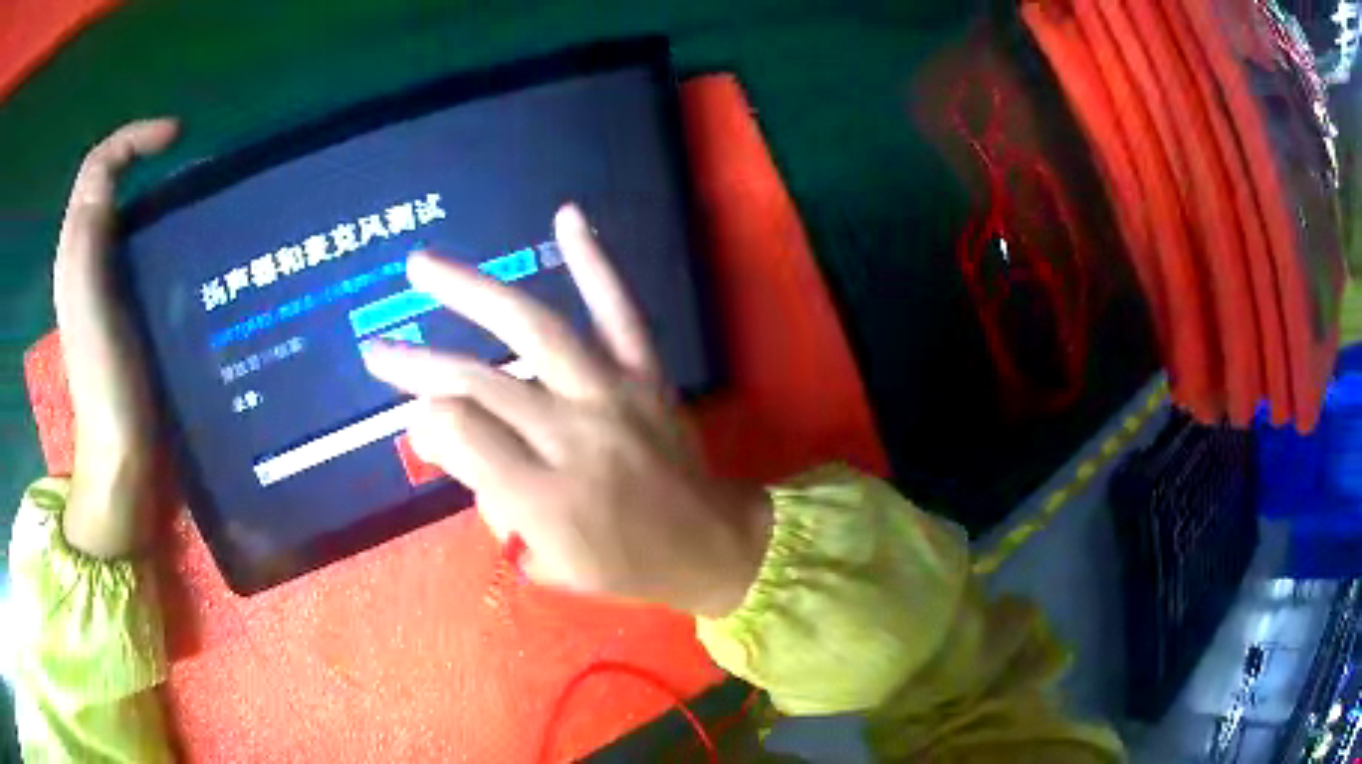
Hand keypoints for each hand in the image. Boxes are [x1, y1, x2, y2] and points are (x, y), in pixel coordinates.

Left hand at [55, 119, 178, 557]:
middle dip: (147, 161)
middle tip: (188, 170)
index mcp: (77, 251)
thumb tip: (110, 170)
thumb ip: (87, 235)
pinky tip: (186, 249)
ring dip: (157, 194)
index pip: (99, 166)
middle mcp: (87, 260)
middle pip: (111, 185)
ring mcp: (106, 287)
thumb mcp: (88, 302)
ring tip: (194, 203)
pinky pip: (138, 250)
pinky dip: (160, 233)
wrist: (121, 459)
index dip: (134, 137)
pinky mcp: (126, 310)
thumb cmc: (105, 383)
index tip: (178, 137)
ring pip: (126, 214)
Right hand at [364, 205, 771, 617]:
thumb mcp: (549, 563)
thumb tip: (435, 432)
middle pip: (481, 384)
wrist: (711, 544)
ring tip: (422, 267)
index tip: (413, 416)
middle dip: (418, 365)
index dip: (424, 420)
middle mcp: (574, 438)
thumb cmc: (625, 565)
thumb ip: (489, 500)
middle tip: (377, 350)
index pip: (460, 436)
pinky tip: (567, 217)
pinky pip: (619, 310)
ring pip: (534, 330)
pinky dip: (594, 262)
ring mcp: (612, 396)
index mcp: (545, 498)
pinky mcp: (645, 374)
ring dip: (472, 292)